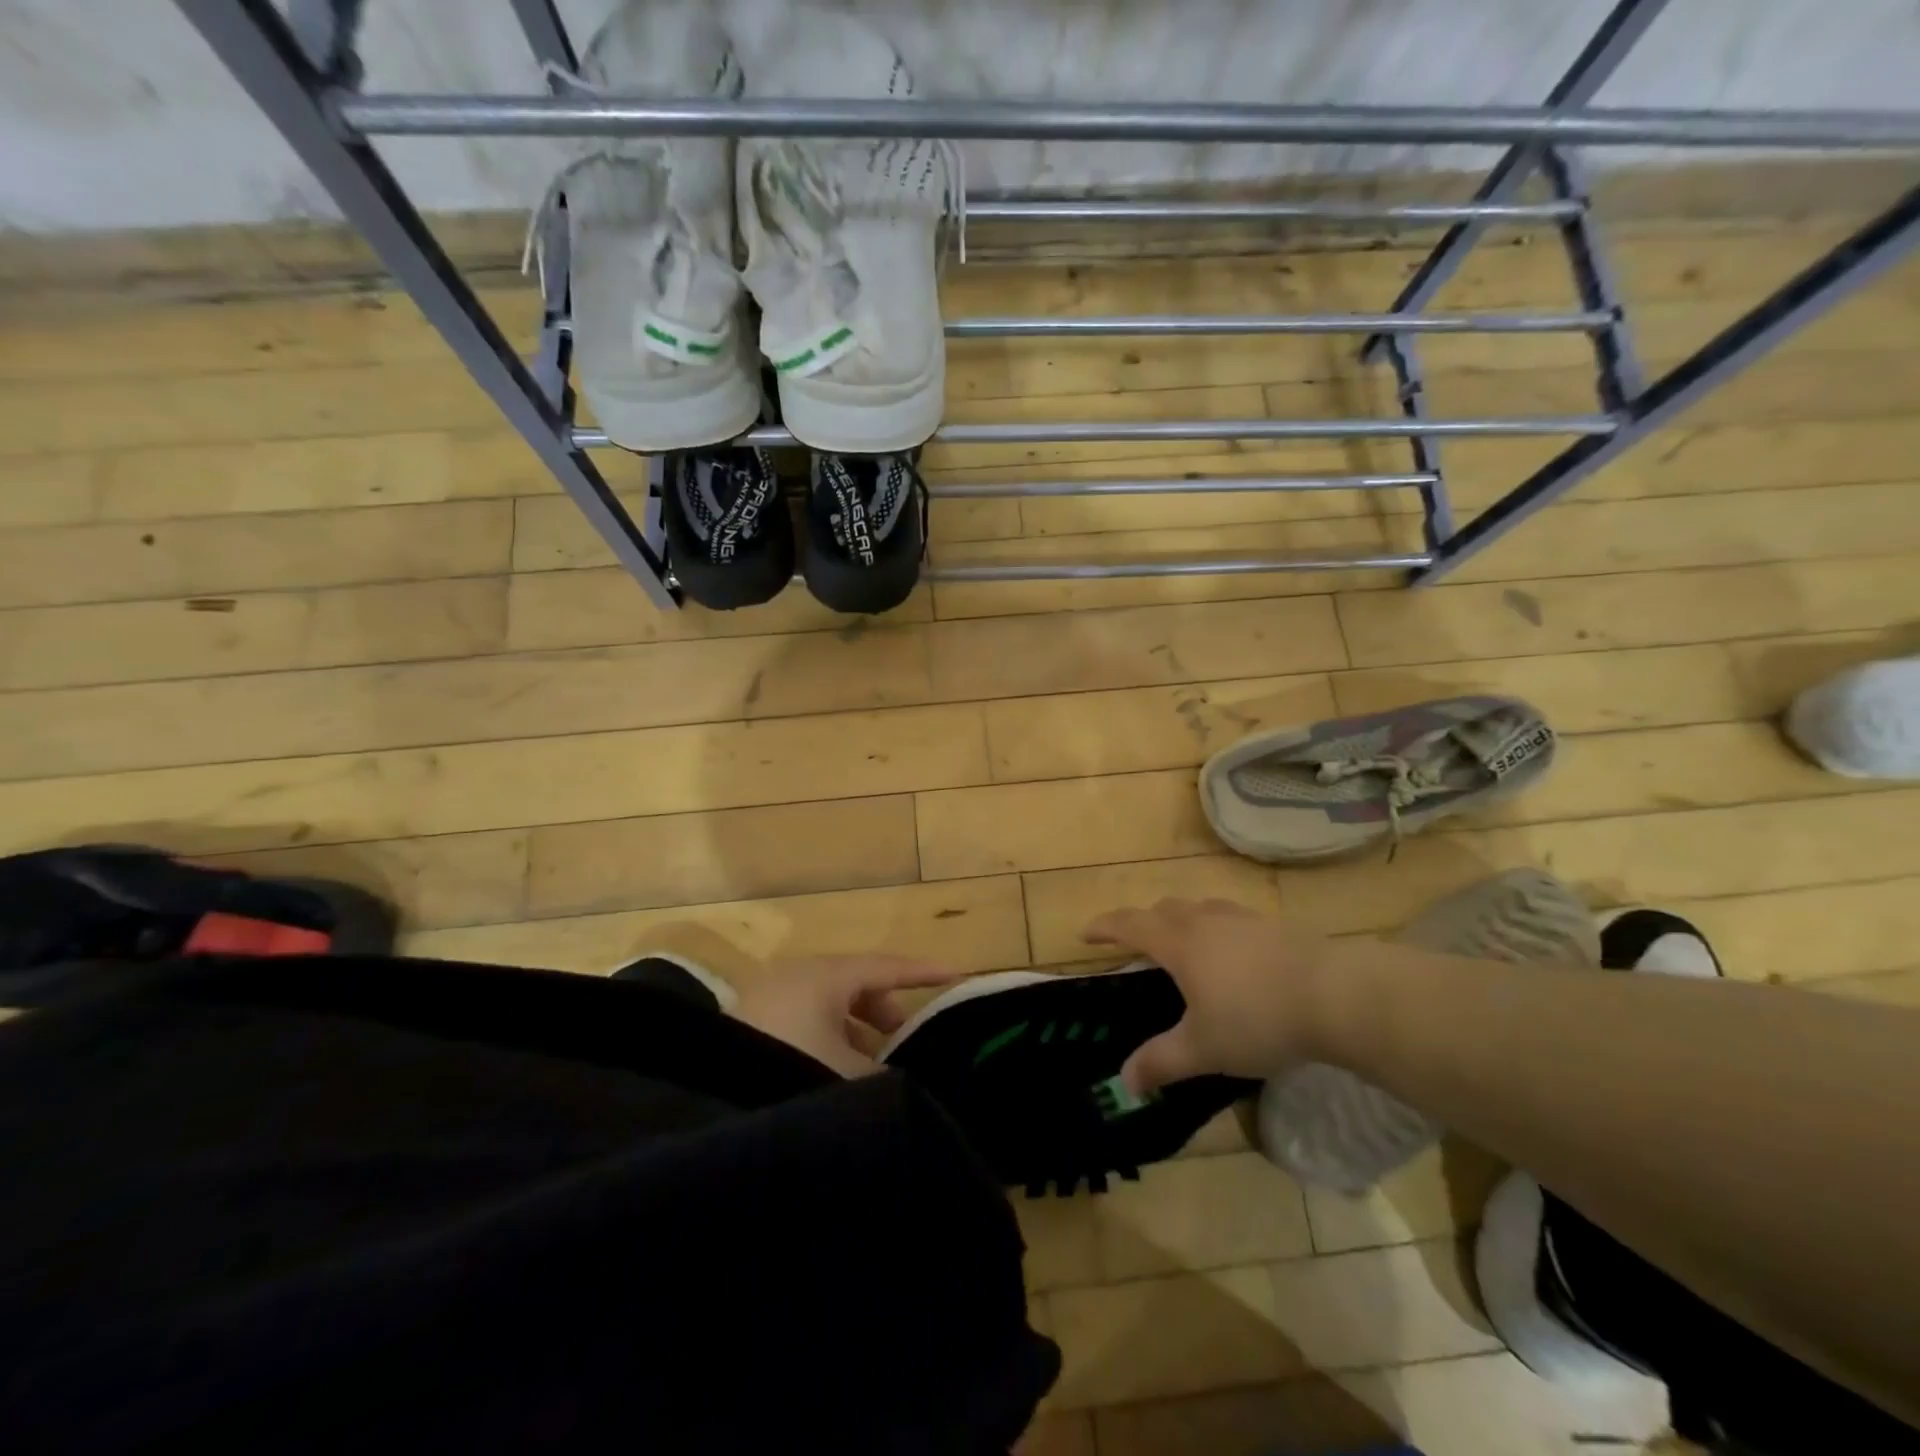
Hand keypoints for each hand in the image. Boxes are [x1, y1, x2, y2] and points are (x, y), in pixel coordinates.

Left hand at [731, 954, 963, 1076]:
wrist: (709, 1106)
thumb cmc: (790, 1072)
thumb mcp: (849, 1075)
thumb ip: (885, 1073)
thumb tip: (906, 1078)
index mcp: (824, 976)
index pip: (886, 966)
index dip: (924, 973)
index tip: (958, 976)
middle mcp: (796, 978)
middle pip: (857, 984)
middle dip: (887, 1010)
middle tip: (910, 1039)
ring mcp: (769, 1000)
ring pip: (830, 1007)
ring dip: (857, 1031)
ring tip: (875, 1066)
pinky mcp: (751, 1027)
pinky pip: (806, 1023)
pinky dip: (830, 1040)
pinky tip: (834, 1075)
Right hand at [1084, 898, 1348, 1091]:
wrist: (1337, 996)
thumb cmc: (1257, 1019)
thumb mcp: (1204, 1048)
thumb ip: (1162, 1062)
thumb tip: (1124, 1081)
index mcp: (1178, 942)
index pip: (1130, 925)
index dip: (1104, 927)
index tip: (1085, 934)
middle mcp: (1205, 921)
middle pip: (1164, 910)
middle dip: (1144, 924)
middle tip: (1137, 946)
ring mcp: (1243, 919)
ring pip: (1199, 910)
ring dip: (1182, 922)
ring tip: (1185, 947)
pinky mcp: (1275, 927)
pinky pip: (1231, 920)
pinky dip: (1217, 931)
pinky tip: (1235, 956)